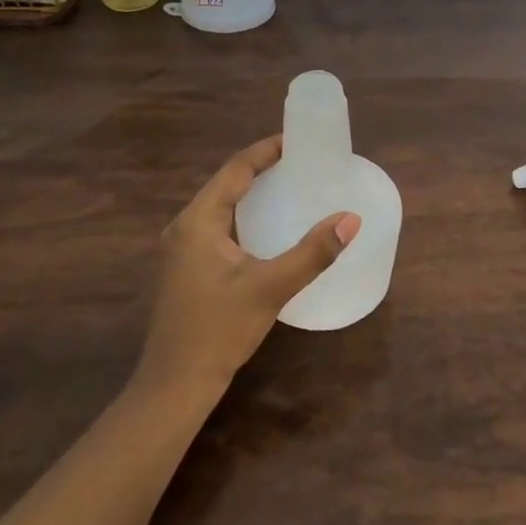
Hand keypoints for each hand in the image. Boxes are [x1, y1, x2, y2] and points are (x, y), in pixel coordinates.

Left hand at [140, 136, 360, 390]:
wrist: (175, 384)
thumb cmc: (219, 329)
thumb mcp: (270, 288)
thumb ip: (312, 253)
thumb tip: (350, 219)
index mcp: (198, 221)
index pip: (235, 170)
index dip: (266, 151)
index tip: (296, 140)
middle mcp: (185, 226)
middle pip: (226, 183)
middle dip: (261, 168)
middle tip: (300, 162)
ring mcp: (182, 249)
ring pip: (221, 205)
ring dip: (252, 192)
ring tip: (289, 186)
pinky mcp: (187, 268)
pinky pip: (218, 225)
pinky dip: (244, 215)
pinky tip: (266, 227)